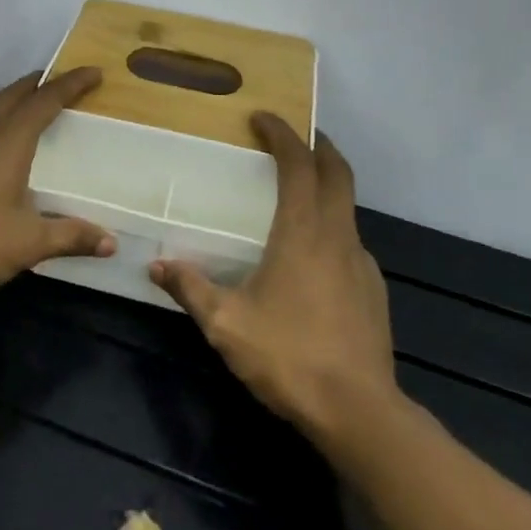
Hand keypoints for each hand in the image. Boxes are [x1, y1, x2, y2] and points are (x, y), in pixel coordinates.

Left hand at [0, 68, 115, 303]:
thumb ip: (70, 237)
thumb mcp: (27, 244)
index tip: (94, 72)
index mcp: (6, 143)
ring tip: (34, 109)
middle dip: (40, 83)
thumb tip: (112, 243)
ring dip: (15, 102)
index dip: (71, 84)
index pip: (44, 101)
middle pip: (13, 96)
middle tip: (65, 82)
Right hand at [150, 115, 396, 443]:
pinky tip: (312, 254)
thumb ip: (190, 289)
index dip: (283, 134)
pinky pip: (351, 241)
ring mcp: (362, 262)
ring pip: (348, 207)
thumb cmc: (289, 356)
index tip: (263, 118)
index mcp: (303, 232)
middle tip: (294, 136)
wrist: (360, 412)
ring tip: (298, 193)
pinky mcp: (374, 289)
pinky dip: (332, 226)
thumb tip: (156, 266)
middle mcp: (338, 236)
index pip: (299, 164)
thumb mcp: (226, 324)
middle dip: (318, 146)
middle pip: (338, 173)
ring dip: (327, 186)